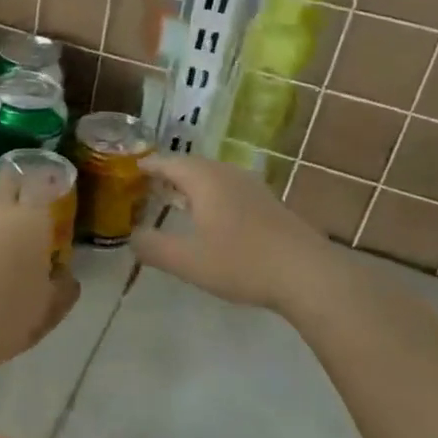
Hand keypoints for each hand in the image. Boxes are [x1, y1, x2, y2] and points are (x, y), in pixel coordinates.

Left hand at [0, 174, 80, 378]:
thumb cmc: (7, 317)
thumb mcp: (48, 310)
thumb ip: (63, 287)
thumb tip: (64, 274)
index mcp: (31, 220)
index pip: (41, 184)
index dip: (50, 182)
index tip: (57, 188)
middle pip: (9, 182)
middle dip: (21, 185)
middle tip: (32, 203)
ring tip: (6, 221)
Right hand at [130, 153, 330, 311]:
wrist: (308, 275)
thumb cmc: (242, 262)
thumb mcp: (187, 261)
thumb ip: (153, 248)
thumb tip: (132, 237)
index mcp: (204, 179)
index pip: (167, 162)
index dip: (147, 165)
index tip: (129, 169)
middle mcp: (227, 174)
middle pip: (191, 165)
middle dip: (168, 174)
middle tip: (147, 185)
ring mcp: (252, 187)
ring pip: (213, 177)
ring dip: (191, 185)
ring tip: (174, 199)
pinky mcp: (269, 204)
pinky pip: (229, 189)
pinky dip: (211, 196)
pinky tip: (211, 217)